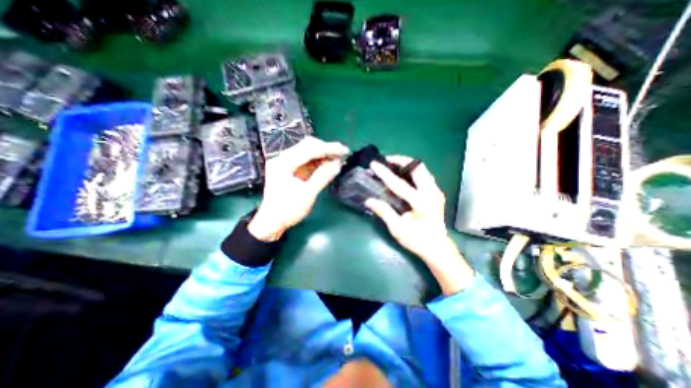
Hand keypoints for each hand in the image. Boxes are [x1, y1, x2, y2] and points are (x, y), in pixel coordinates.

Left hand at [247, 135, 348, 239]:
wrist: (272, 223)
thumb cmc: (287, 210)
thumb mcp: (307, 194)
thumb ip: (323, 176)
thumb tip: (338, 164)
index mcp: (283, 163)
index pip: (309, 149)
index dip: (329, 148)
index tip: (344, 150)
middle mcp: (282, 159)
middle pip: (307, 146)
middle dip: (326, 149)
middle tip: (342, 155)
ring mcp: (285, 164)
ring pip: (307, 152)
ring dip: (323, 155)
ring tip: (337, 160)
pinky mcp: (290, 170)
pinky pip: (306, 161)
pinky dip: (318, 162)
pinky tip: (327, 165)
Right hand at [366, 156, 475, 294]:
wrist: (437, 248)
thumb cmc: (417, 240)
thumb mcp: (398, 228)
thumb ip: (384, 212)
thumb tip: (368, 200)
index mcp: (421, 203)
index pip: (399, 184)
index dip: (384, 173)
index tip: (374, 164)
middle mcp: (431, 193)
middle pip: (417, 168)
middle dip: (401, 161)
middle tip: (387, 161)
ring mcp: (436, 192)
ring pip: (423, 170)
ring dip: (408, 165)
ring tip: (394, 166)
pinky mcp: (437, 193)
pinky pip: (425, 175)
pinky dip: (413, 172)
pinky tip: (404, 176)